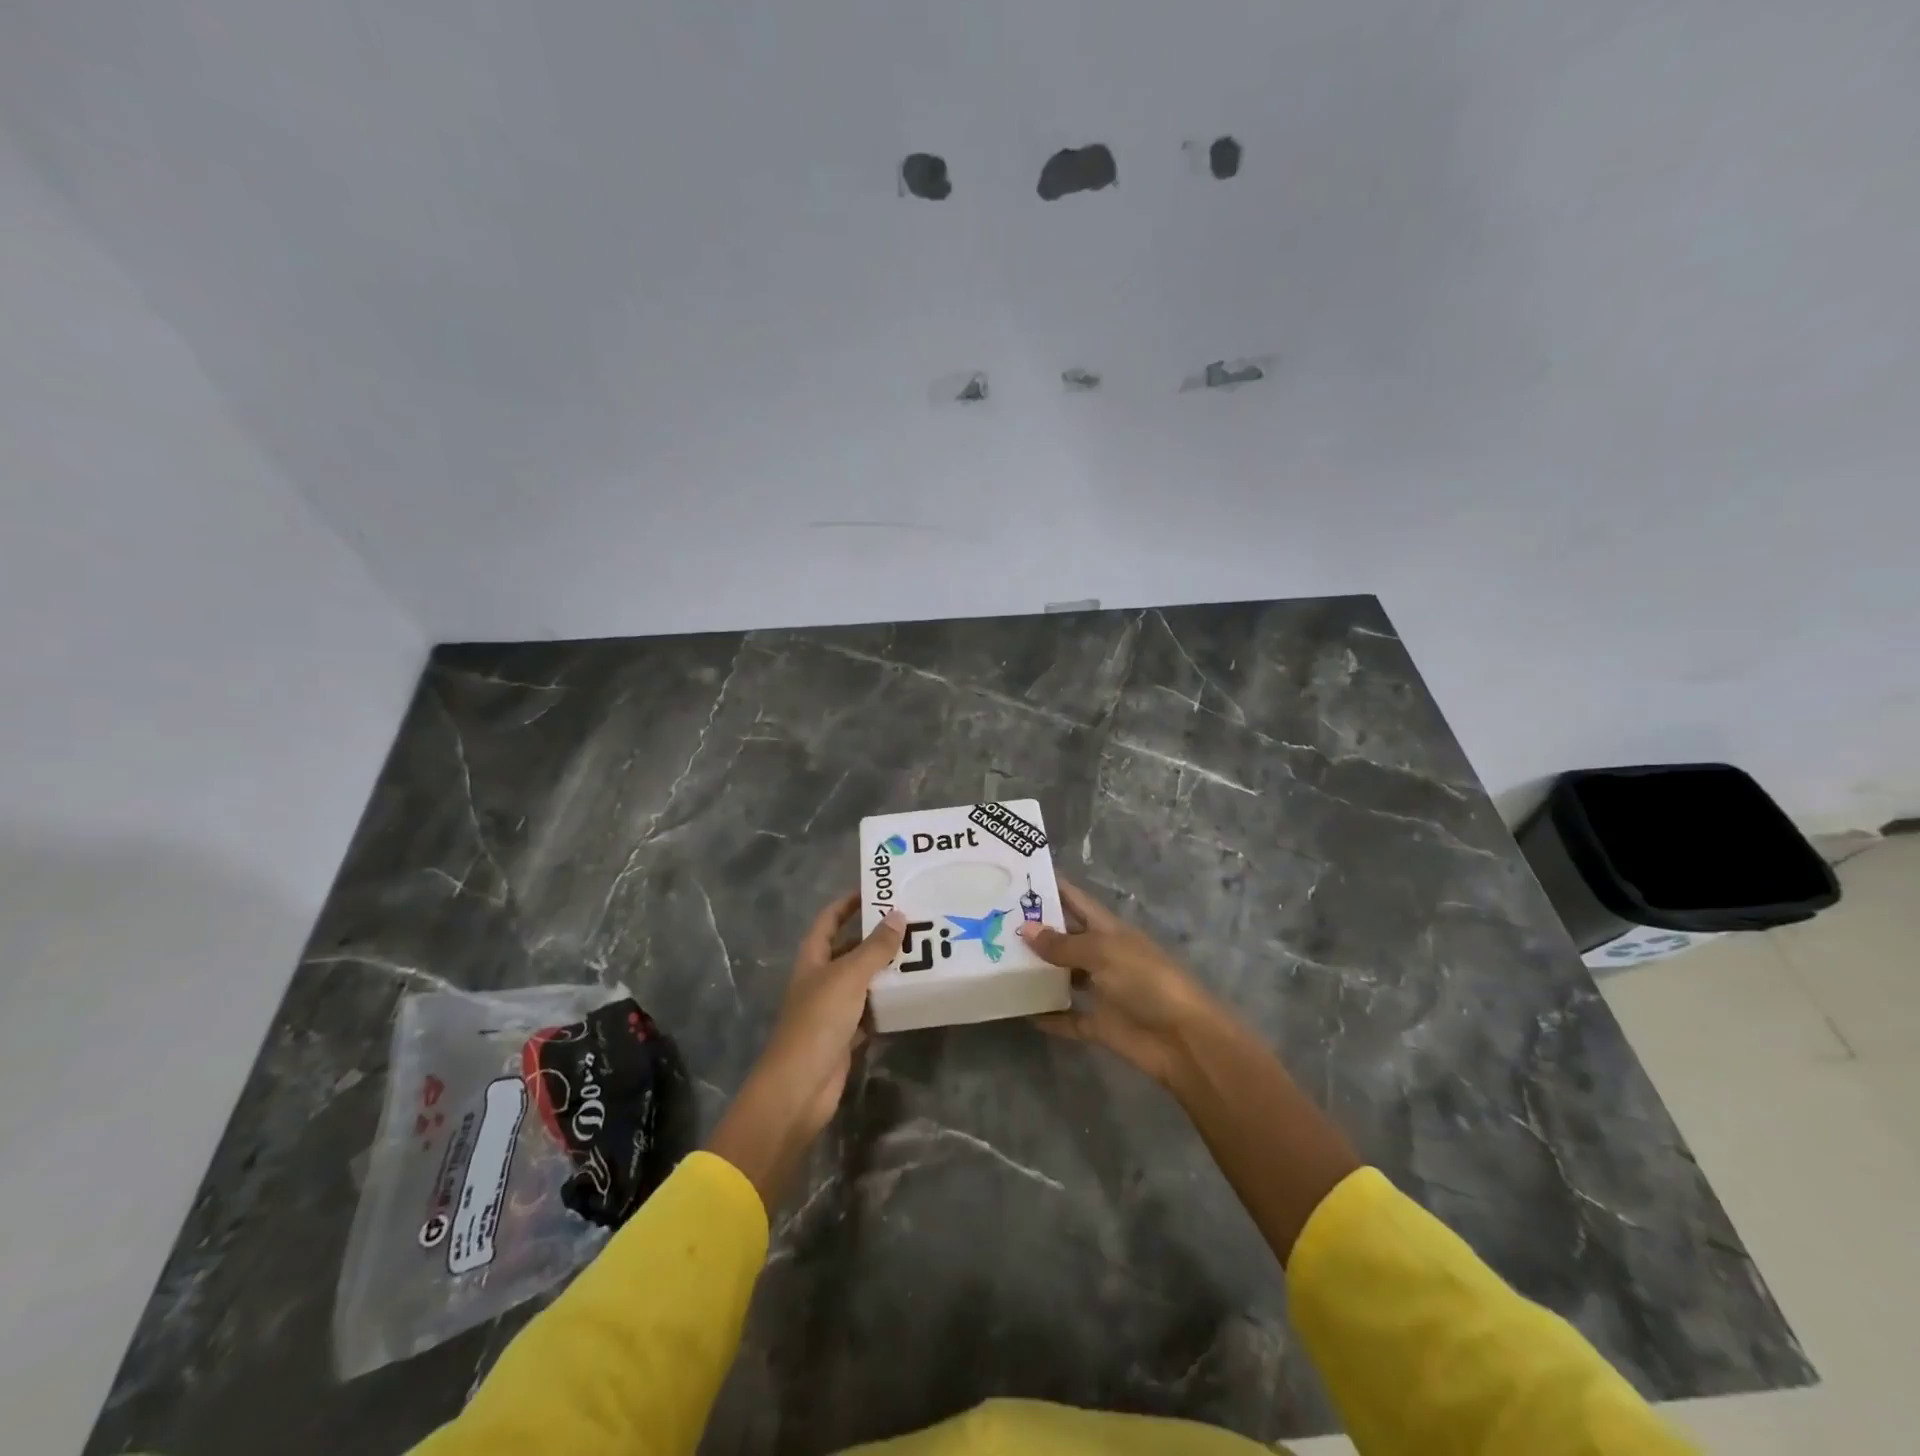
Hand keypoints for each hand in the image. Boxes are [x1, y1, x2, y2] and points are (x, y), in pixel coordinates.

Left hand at [707, 895, 903, 1210]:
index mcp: (813, 958)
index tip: (877, 889)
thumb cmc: (818, 1021)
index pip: (829, 919)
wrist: (799, 1087)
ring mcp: (832, 1008)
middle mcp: (820, 979)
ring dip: (885, 970)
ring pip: (862, 980)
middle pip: (849, 949)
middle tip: (912, 922)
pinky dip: (886, 1003)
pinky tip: (911, 995)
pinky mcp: (845, 1035)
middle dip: (876, 936)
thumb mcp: (849, 977)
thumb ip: (875, 948)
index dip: (848, 903)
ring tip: (920, 953)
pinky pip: (870, 1011)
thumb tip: (898, 915)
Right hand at [1018, 881, 1218, 1087]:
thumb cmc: (1146, 981)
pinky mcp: (1100, 1024)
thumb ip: (1063, 944)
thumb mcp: (1103, 953)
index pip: (1075, 900)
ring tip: (998, 962)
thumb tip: (1025, 928)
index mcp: (1108, 930)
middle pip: (1065, 937)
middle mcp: (1103, 955)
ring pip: (1063, 976)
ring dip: (1038, 971)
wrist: (1183, 1039)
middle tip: (993, 920)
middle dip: (1035, 929)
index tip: (1018, 876)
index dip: (1051, 886)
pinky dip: (1048, 1016)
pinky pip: (1068, 1018)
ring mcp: (1102, 990)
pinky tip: (1021, 1011)